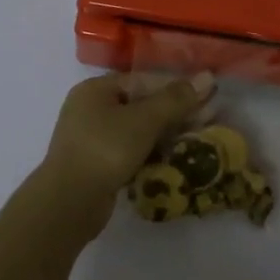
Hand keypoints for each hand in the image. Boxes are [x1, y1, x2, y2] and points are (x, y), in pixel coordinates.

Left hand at [32, 72, 214, 239]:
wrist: (69, 203)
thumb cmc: (105, 149)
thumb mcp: (144, 120)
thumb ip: (175, 99)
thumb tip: (207, 76)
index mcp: (96, 89)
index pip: (145, 80)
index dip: (178, 87)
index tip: (209, 96)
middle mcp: (92, 109)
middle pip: (142, 105)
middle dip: (176, 112)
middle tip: (210, 118)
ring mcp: (92, 138)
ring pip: (138, 130)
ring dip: (167, 134)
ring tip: (199, 139)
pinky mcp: (98, 165)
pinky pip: (131, 151)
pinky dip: (152, 153)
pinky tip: (176, 159)